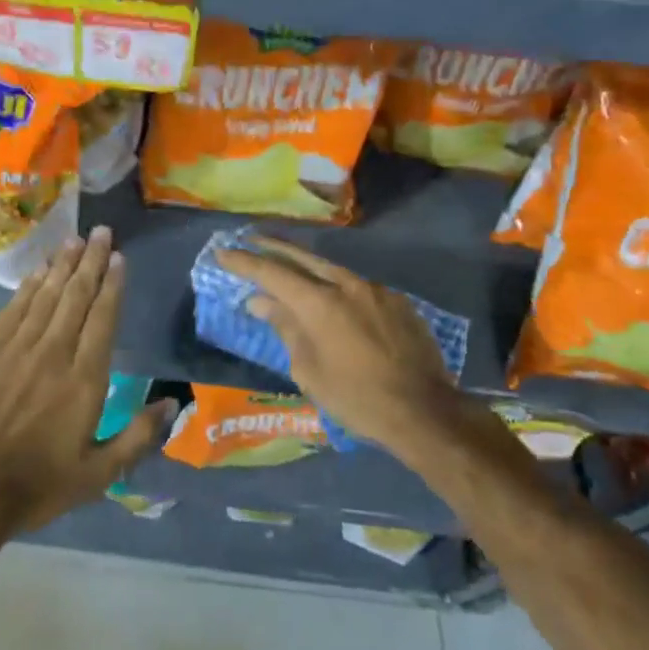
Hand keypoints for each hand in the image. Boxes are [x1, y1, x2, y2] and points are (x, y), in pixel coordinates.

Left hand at [0, 225, 175, 540]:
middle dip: (90, 261)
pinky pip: (13, 309)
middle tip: (100, 232)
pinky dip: (28, 287)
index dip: (111, 284)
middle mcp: (54, 353)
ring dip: (61, 265)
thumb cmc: (37, 486)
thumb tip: (173, 403)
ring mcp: (17, 349)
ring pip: (45, 295)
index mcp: (85, 379)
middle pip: (76, 296)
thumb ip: (138, 436)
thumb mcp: (98, 474)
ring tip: (74, 240)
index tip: (118, 257)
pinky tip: (38, 271)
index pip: (103, 318)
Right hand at [215, 237, 476, 461]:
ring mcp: (375, 289)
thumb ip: (286, 328)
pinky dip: (337, 287)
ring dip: (306, 266)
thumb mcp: (310, 371)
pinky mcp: (396, 301)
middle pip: (302, 257)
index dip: (244, 262)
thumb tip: (263, 302)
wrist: (425, 411)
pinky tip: (335, 299)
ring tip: (289, 267)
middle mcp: (346, 284)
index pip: (272, 273)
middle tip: (250, 238)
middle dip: (273, 247)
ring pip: (332, 269)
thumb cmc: (357, 399)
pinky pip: (357, 286)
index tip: (222, 252)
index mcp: (319, 302)